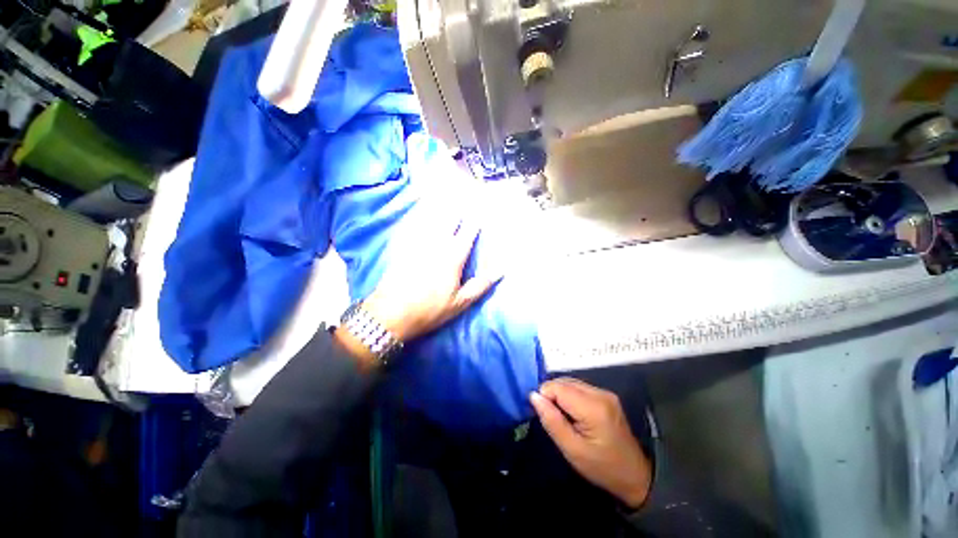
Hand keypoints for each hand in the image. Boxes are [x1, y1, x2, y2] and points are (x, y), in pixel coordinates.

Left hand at [361, 190, 500, 342]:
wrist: (391, 313)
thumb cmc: (430, 310)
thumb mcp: (460, 303)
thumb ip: (480, 285)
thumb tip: (501, 270)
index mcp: (453, 258)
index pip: (468, 233)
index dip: (476, 219)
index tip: (482, 207)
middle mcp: (436, 244)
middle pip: (449, 219)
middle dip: (458, 206)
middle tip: (465, 193)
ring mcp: (417, 243)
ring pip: (431, 217)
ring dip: (441, 204)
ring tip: (447, 192)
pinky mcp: (403, 246)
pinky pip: (413, 224)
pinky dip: (420, 213)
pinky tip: (422, 208)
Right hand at [530, 378, 651, 509]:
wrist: (634, 476)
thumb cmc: (601, 467)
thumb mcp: (572, 450)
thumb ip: (551, 421)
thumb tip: (533, 396)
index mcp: (593, 408)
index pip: (557, 387)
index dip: (545, 397)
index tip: (544, 416)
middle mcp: (600, 393)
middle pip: (564, 382)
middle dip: (552, 395)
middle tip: (553, 419)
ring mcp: (604, 392)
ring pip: (570, 382)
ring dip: (560, 395)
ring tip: (563, 418)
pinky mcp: (605, 395)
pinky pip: (578, 387)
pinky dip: (569, 396)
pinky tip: (572, 414)